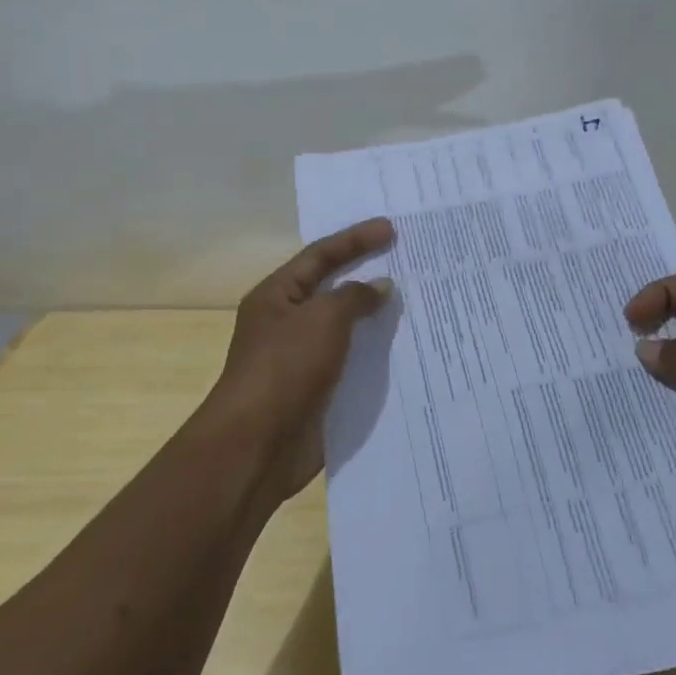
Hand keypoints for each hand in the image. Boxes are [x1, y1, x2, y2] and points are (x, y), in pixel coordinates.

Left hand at [204, 218, 395, 503]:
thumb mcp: (322, 319)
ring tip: (417, 303)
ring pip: (347, 328)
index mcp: (277, 296)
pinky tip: (407, 350)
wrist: (258, 446)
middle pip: (333, 289)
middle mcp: (288, 323)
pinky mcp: (318, 390)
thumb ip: (354, 297)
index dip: (355, 239)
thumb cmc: (285, 369)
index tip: (390, 229)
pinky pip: (352, 362)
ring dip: (377, 317)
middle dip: (368, 274)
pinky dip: (377, 354)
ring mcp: (303, 359)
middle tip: (408, 261)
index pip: (320, 256)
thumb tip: (380, 286)